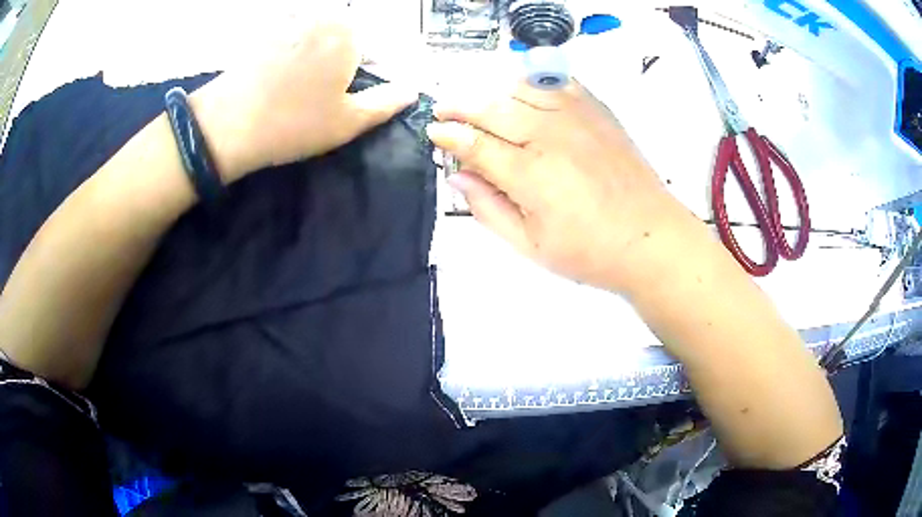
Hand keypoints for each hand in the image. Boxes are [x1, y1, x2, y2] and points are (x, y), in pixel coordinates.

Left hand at [192, 19, 417, 181]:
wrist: (224, 127)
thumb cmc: (293, 123)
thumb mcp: (348, 121)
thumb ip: (386, 102)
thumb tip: (411, 91)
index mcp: (347, 31)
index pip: (374, 47)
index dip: (366, 73)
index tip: (346, 95)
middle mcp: (319, 17)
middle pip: (344, 38)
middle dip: (341, 62)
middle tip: (322, 95)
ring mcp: (288, 23)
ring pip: (316, 39)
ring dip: (315, 60)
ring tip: (298, 91)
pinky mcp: (263, 35)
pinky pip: (290, 42)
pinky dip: (291, 58)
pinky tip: (277, 82)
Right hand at [427, 81, 695, 293]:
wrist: (651, 238)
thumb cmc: (592, 252)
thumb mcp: (530, 245)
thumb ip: (488, 209)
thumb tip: (458, 178)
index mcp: (530, 174)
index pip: (474, 143)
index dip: (448, 136)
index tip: (434, 133)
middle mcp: (550, 136)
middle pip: (491, 107)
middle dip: (460, 107)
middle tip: (444, 110)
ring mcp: (577, 117)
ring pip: (520, 87)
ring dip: (495, 94)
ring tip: (485, 108)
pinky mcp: (598, 110)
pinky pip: (557, 82)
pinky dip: (533, 84)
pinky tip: (527, 98)